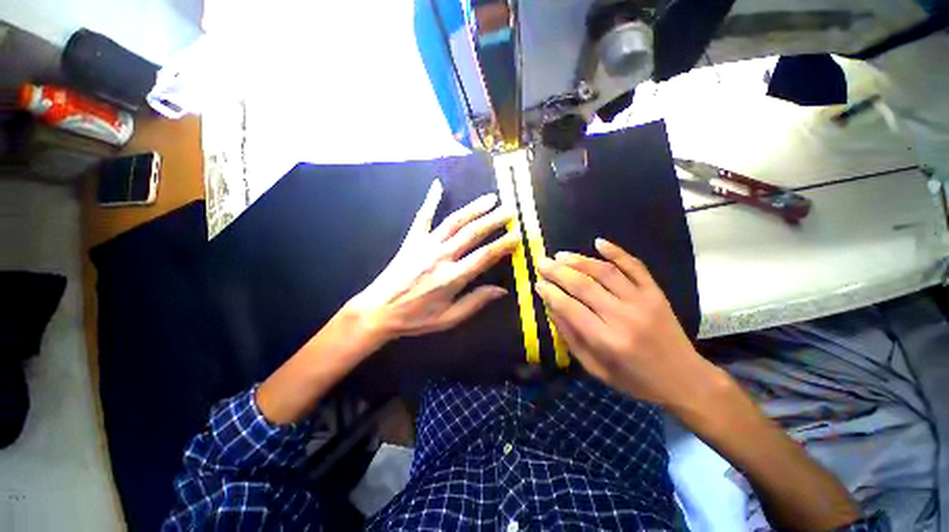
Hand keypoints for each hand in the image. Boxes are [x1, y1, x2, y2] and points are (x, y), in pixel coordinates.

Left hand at [345, 179, 518, 345]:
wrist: (378, 310)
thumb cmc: (415, 318)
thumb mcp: (448, 318)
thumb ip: (475, 302)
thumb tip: (502, 291)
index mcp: (452, 277)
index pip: (484, 256)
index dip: (503, 245)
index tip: (517, 236)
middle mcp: (441, 256)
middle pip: (472, 233)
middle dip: (494, 220)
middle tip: (510, 210)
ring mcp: (425, 245)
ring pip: (454, 221)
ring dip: (474, 208)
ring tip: (490, 198)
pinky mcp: (412, 240)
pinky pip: (423, 216)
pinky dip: (430, 200)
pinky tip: (437, 185)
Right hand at [536, 238, 712, 405]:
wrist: (684, 379)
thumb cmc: (634, 379)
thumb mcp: (595, 368)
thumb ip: (571, 337)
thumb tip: (551, 307)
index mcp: (606, 341)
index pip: (570, 308)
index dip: (550, 293)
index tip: (537, 283)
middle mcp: (623, 317)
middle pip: (584, 286)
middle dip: (558, 272)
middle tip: (542, 263)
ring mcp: (642, 301)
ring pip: (605, 272)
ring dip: (579, 260)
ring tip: (560, 255)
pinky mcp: (655, 292)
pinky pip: (635, 266)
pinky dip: (617, 252)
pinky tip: (599, 242)